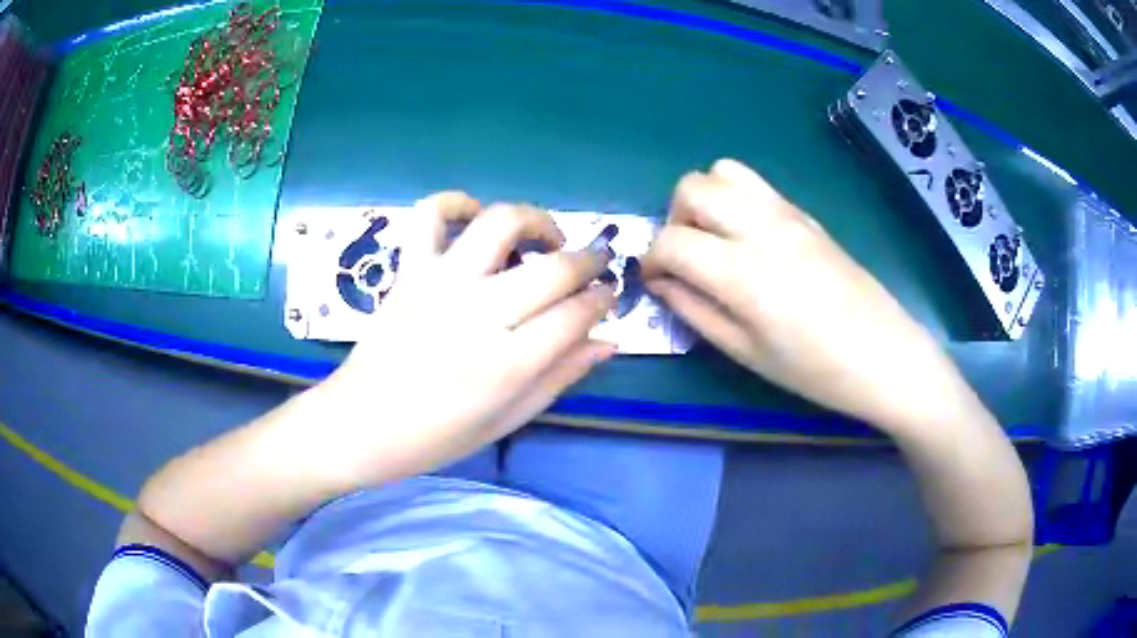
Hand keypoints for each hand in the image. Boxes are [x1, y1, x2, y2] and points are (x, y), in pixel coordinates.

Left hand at [313, 192, 615, 487]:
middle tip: (595, 266)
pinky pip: (430, 214)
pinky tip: (474, 219)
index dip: (602, 301)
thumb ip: (560, 377)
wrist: (359, 425)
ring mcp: (439, 284)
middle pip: (553, 268)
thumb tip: (607, 341)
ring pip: (501, 223)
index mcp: (506, 365)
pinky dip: (456, 203)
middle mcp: (477, 314)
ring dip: (536, 220)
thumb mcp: (506, 420)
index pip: (576, 315)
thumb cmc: (435, 436)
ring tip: (545, 239)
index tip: (608, 297)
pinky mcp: (409, 270)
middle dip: (589, 260)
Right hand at [642, 159, 959, 429]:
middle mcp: (761, 228)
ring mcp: (787, 214)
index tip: (655, 280)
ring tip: (714, 238)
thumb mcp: (746, 353)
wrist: (883, 354)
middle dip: (673, 218)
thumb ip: (695, 311)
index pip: (672, 241)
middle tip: (685, 256)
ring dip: (704, 199)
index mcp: (743, 272)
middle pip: (692, 187)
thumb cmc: (814, 370)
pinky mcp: (805, 214)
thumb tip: (662, 284)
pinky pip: (756, 185)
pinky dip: (735, 198)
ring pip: (723, 171)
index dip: (651, 259)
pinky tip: (747, 237)